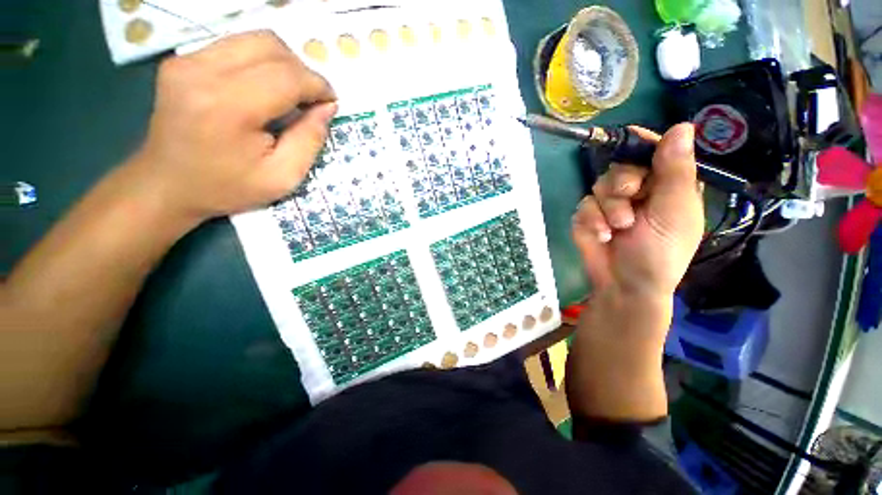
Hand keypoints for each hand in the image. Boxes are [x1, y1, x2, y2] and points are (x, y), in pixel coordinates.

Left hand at [130, 30, 337, 222]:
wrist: (167, 184)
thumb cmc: (229, 187)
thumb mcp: (283, 176)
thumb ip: (310, 139)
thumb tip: (327, 107)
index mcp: (229, 106)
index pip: (287, 76)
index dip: (318, 85)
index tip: (331, 102)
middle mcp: (203, 71)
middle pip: (271, 46)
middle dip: (302, 71)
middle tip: (311, 100)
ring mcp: (187, 61)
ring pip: (254, 40)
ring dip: (283, 64)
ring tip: (290, 93)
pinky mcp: (181, 60)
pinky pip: (235, 46)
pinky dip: (260, 63)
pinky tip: (263, 89)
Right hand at [572, 124, 703, 301]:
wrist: (625, 285)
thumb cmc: (661, 252)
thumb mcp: (675, 211)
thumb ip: (675, 171)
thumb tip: (682, 126)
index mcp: (666, 185)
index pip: (653, 151)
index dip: (642, 144)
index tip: (631, 142)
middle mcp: (637, 190)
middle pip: (620, 165)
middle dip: (622, 181)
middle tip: (630, 196)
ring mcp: (609, 204)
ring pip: (599, 184)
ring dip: (609, 206)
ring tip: (619, 227)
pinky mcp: (587, 217)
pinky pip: (583, 205)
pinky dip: (591, 220)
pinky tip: (602, 234)